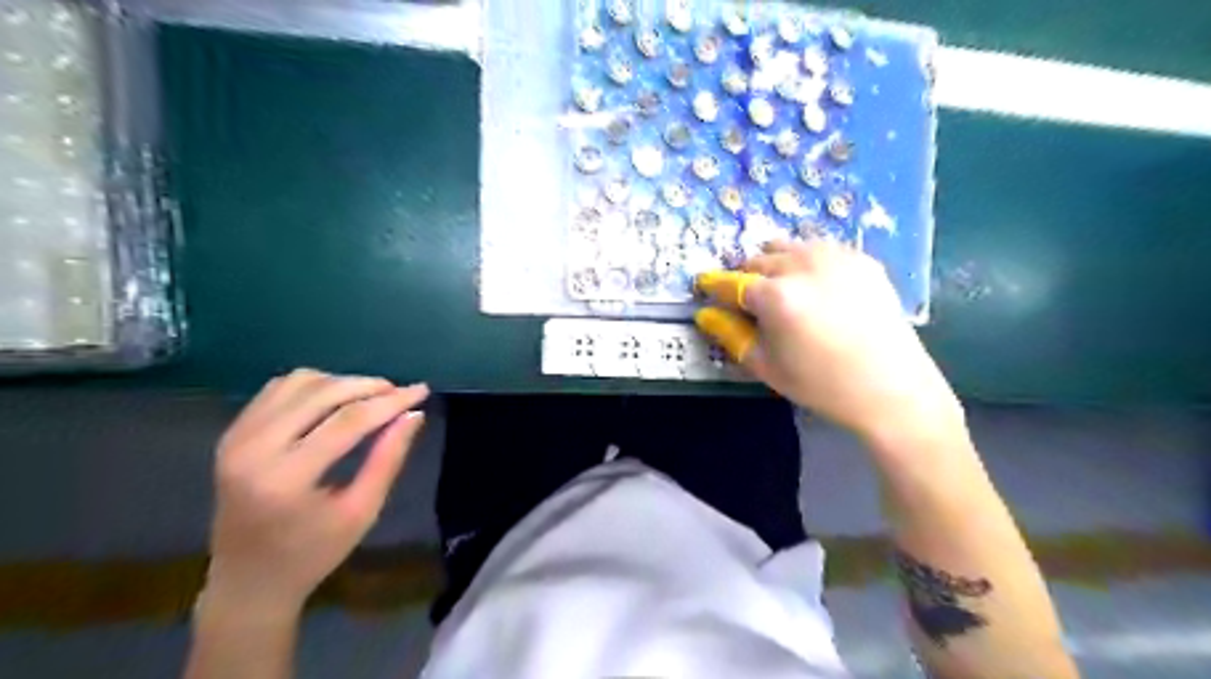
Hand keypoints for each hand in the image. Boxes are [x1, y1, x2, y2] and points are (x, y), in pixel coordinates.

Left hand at [207, 372, 431, 610]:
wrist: (248, 581)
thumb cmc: (313, 554)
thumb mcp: (362, 511)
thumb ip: (388, 459)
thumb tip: (414, 414)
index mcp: (286, 478)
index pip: (349, 421)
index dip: (390, 401)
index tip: (422, 390)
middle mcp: (252, 449)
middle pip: (323, 393)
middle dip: (369, 386)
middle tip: (401, 391)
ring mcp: (236, 438)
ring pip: (299, 383)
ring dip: (341, 383)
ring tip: (372, 397)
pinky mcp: (232, 433)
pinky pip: (278, 390)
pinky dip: (314, 386)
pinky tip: (336, 400)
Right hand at [695, 242, 961, 446]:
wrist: (892, 388)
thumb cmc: (822, 384)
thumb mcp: (767, 366)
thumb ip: (731, 335)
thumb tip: (705, 314)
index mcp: (776, 296)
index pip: (731, 281)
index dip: (714, 285)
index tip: (705, 287)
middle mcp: (803, 265)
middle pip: (757, 259)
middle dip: (745, 276)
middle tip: (749, 300)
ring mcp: (836, 257)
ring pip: (788, 247)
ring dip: (775, 263)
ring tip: (781, 290)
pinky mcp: (861, 259)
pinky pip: (819, 249)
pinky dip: (806, 262)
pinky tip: (815, 288)